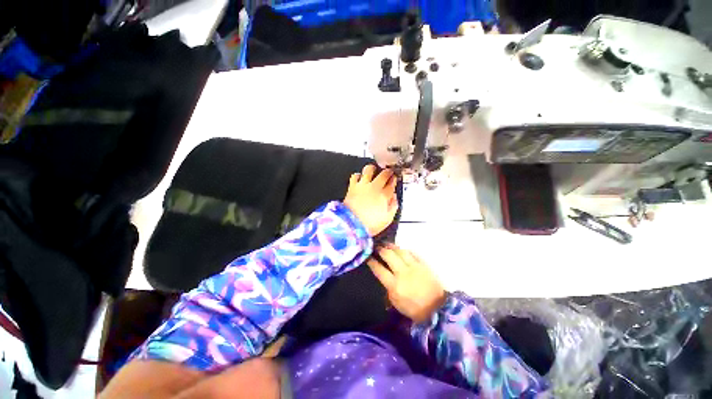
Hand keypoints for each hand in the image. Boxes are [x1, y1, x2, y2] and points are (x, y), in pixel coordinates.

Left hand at [343, 165, 397, 236]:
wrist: (351, 224)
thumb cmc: (369, 224)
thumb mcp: (387, 219)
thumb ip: (393, 207)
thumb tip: (394, 199)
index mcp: (384, 196)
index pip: (392, 184)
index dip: (394, 180)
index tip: (394, 179)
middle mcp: (374, 187)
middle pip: (383, 174)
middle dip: (388, 172)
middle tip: (388, 172)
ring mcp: (363, 185)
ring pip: (369, 170)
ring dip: (373, 168)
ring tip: (374, 170)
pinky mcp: (352, 186)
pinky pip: (355, 175)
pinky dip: (357, 175)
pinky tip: (359, 177)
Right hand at [367, 244, 445, 323]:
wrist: (437, 308)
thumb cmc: (414, 309)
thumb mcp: (396, 303)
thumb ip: (388, 289)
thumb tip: (385, 278)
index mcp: (394, 285)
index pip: (379, 270)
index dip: (372, 262)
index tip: (368, 257)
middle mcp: (402, 273)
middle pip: (389, 256)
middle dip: (381, 250)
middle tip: (377, 247)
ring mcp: (414, 267)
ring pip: (400, 251)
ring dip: (392, 247)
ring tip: (387, 244)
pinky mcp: (423, 264)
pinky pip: (412, 253)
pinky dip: (405, 250)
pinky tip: (402, 249)